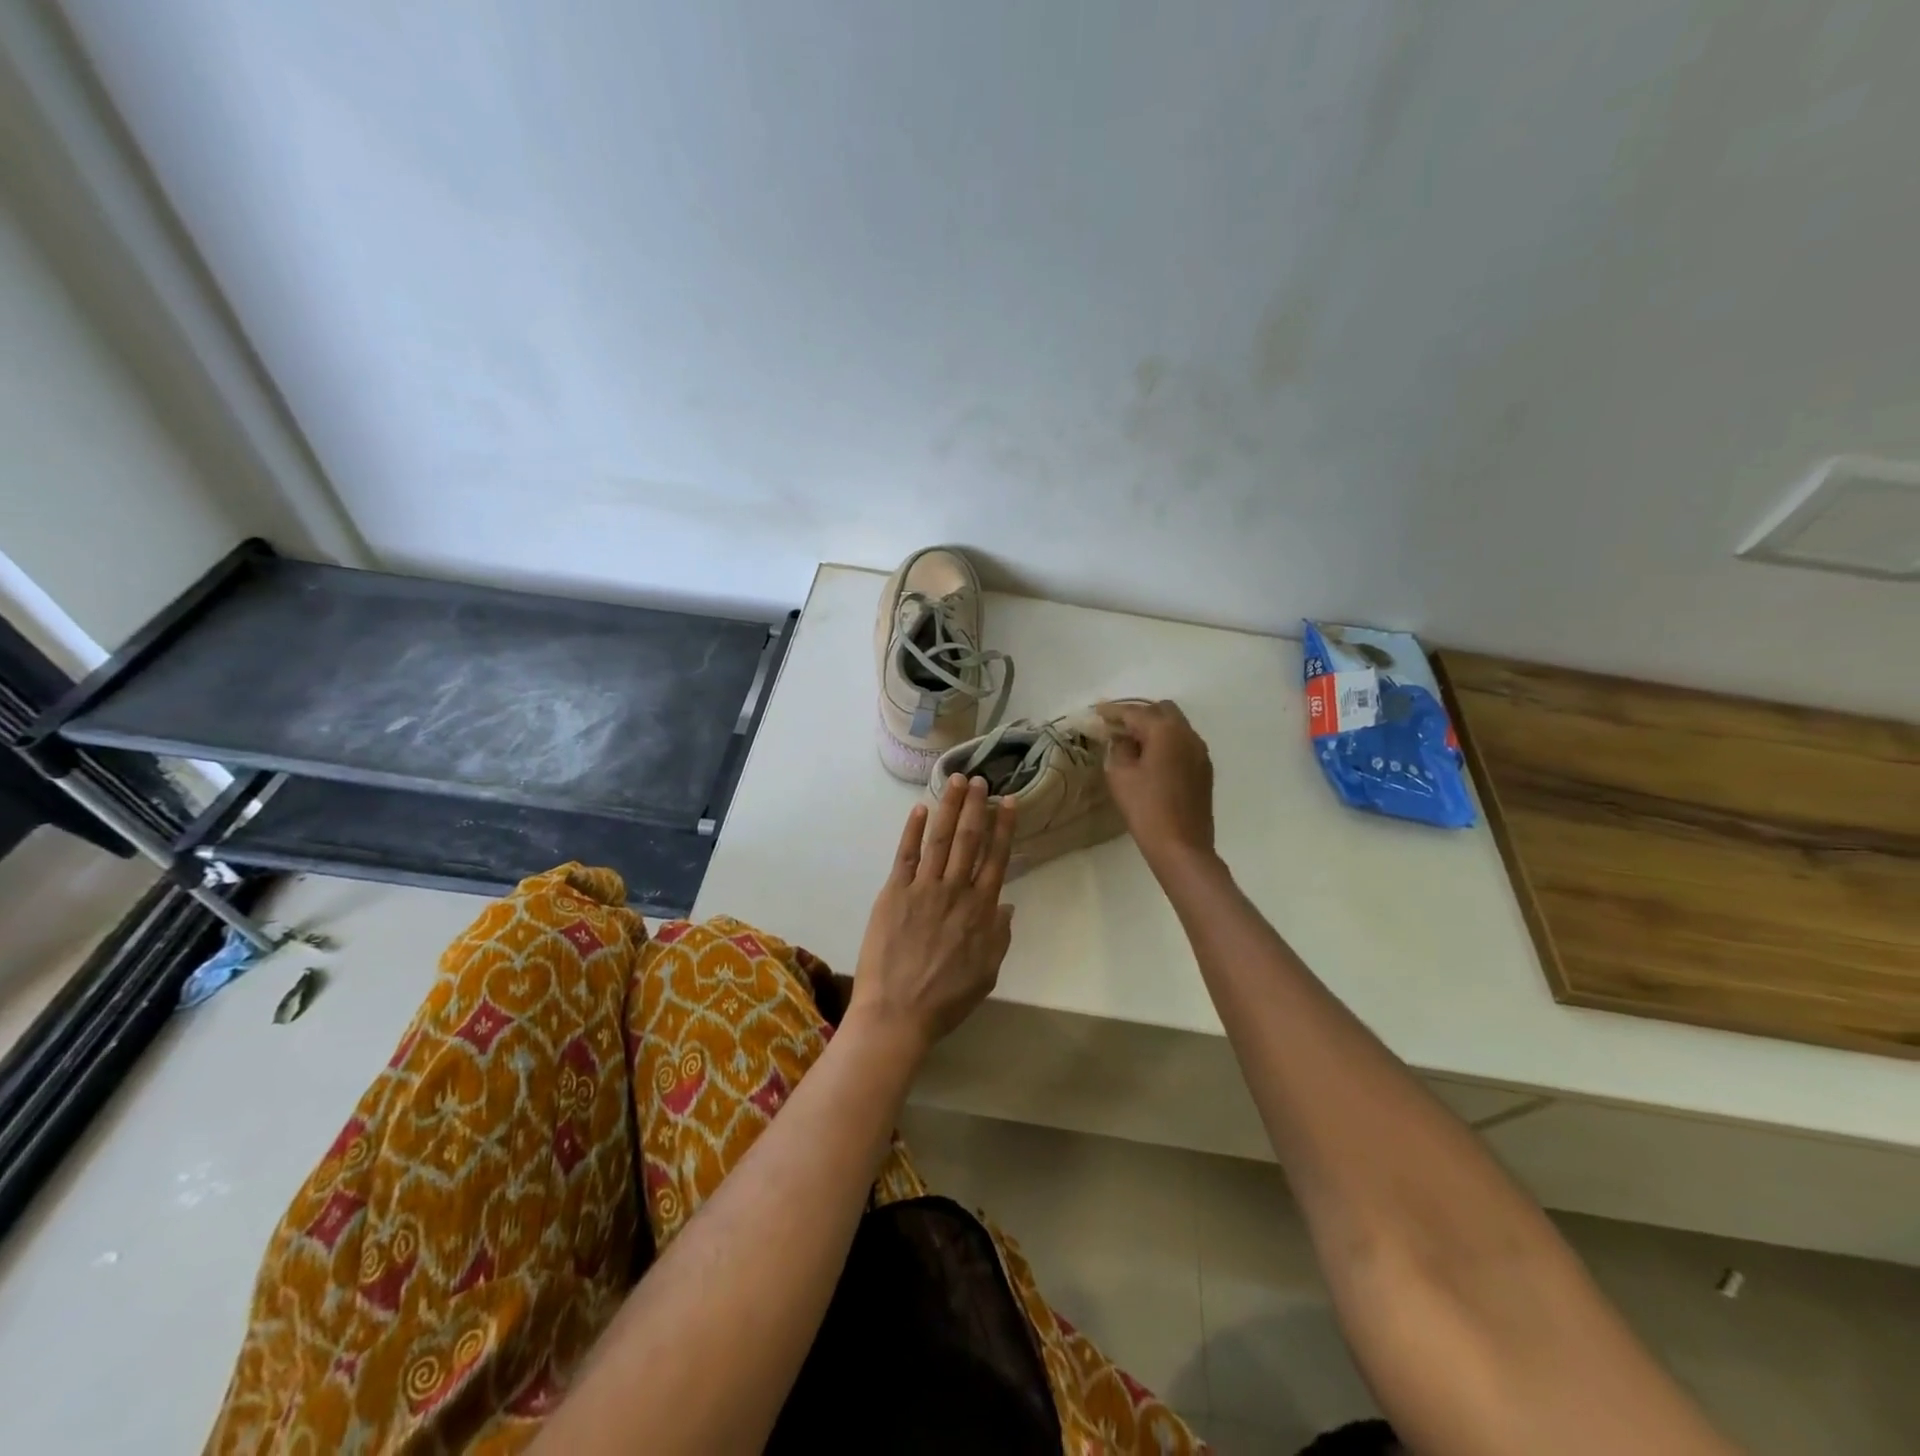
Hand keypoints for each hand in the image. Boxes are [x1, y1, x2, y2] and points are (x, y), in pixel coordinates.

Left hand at [849, 774, 1017, 1054]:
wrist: (897, 1013)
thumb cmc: (945, 999)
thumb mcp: (987, 973)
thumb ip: (999, 935)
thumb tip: (1006, 903)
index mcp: (981, 910)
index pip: (996, 858)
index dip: (1003, 827)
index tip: (1008, 802)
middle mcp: (955, 891)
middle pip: (969, 840)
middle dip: (976, 807)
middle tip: (980, 779)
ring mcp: (923, 889)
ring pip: (940, 839)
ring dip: (949, 807)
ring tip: (956, 781)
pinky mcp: (894, 893)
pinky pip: (906, 855)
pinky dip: (913, 831)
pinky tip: (920, 809)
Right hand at [1098, 699, 1214, 864]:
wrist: (1182, 846)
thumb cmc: (1146, 809)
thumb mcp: (1120, 775)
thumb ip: (1119, 748)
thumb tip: (1123, 739)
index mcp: (1165, 731)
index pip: (1135, 712)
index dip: (1114, 711)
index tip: (1097, 711)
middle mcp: (1187, 734)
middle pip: (1161, 710)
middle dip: (1138, 714)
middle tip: (1116, 727)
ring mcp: (1200, 752)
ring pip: (1175, 726)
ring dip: (1154, 727)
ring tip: (1132, 742)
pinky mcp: (1204, 769)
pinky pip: (1183, 743)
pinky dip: (1166, 742)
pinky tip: (1151, 758)